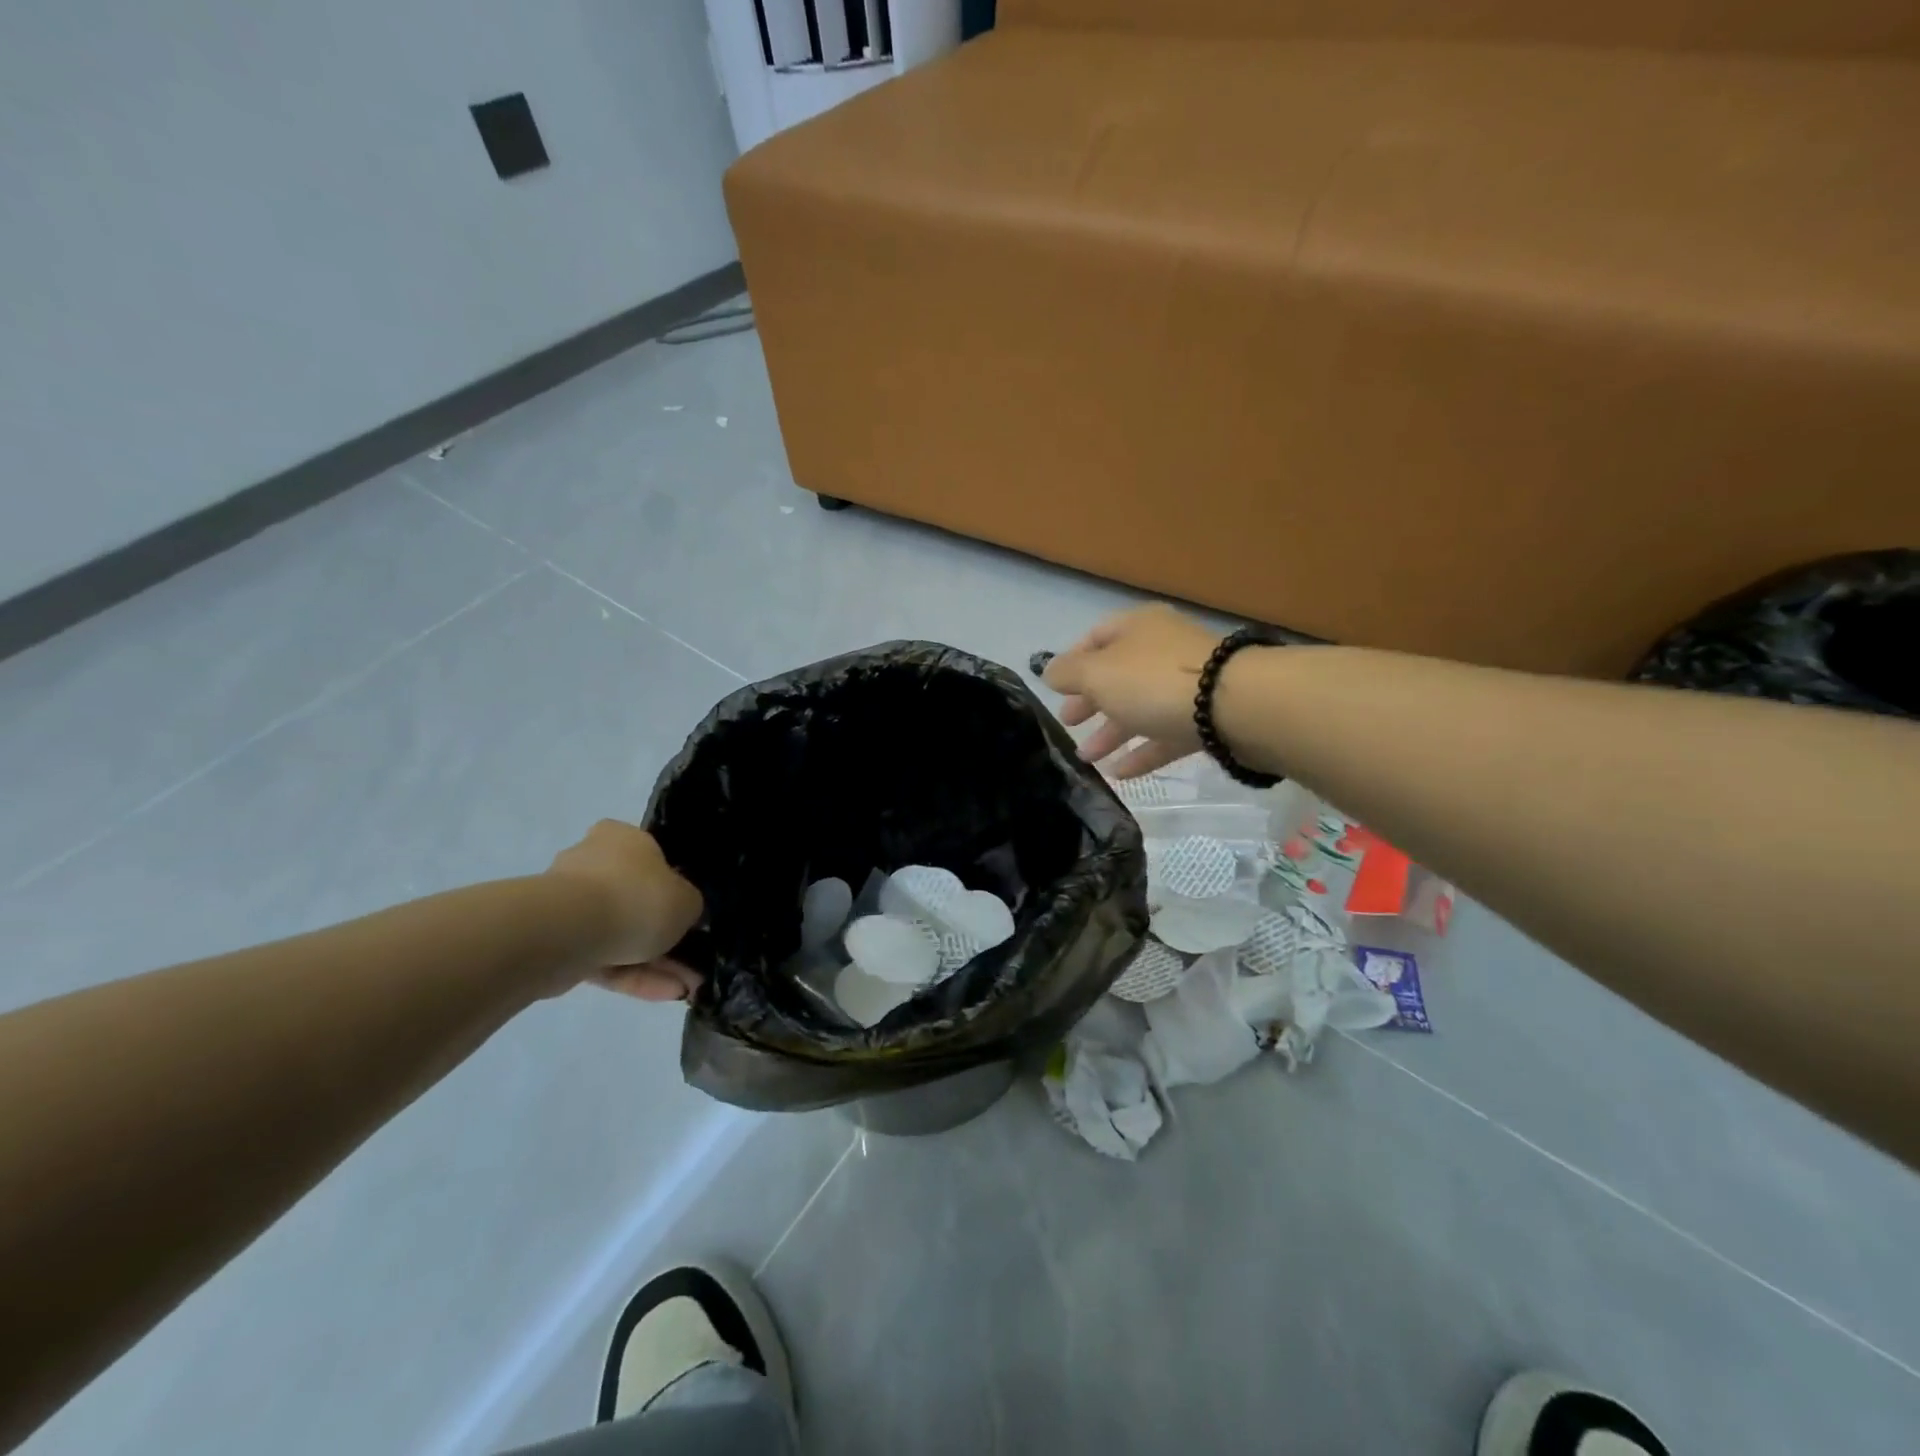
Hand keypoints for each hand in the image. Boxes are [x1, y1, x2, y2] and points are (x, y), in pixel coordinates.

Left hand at [546, 821, 703, 1001]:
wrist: (568, 932)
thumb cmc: (636, 898)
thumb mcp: (686, 900)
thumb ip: (688, 905)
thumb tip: (680, 913)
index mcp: (621, 838)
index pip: (650, 858)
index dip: (671, 887)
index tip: (687, 915)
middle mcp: (591, 863)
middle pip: (635, 900)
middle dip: (663, 934)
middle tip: (692, 962)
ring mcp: (569, 905)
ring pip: (620, 935)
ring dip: (654, 963)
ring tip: (685, 988)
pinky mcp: (556, 944)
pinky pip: (603, 959)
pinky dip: (633, 976)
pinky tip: (665, 994)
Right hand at [1044, 604, 1221, 777]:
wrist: (1237, 705)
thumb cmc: (1154, 680)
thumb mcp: (1097, 674)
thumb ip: (1068, 673)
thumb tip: (1049, 672)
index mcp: (1137, 627)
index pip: (1096, 637)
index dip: (1072, 661)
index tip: (1055, 689)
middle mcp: (1162, 649)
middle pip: (1117, 675)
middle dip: (1090, 701)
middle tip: (1069, 724)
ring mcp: (1188, 684)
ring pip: (1140, 707)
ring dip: (1111, 732)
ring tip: (1087, 759)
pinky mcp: (1206, 718)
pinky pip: (1165, 734)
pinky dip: (1142, 751)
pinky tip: (1121, 773)